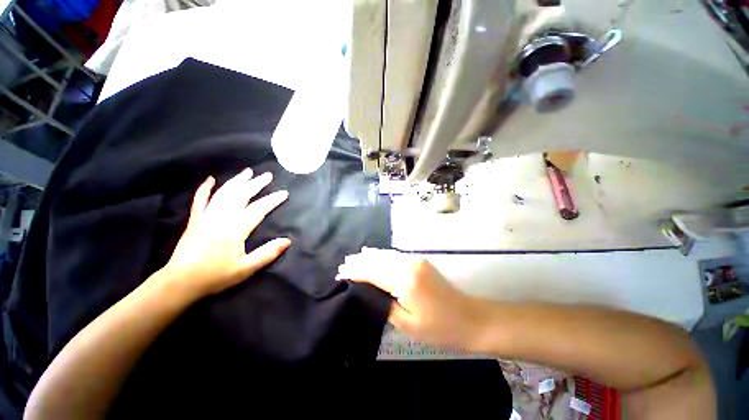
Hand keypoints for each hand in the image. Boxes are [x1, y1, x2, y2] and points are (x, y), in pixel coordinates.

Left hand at [162, 168, 290, 297]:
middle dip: (256, 184)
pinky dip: (205, 188)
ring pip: (223, 193)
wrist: (180, 282)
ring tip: (248, 172)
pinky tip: (211, 179)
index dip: (272, 200)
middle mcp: (220, 218)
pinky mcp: (194, 220)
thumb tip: (288, 240)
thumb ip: (267, 253)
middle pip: (241, 195)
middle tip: (268, 175)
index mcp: (234, 230)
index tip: (284, 193)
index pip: (258, 209)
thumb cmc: (215, 276)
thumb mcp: (246, 269)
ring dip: (237, 181)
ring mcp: (205, 217)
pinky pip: (199, 199)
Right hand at [337, 248, 481, 349]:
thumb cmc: (439, 327)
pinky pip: (396, 256)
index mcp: (405, 282)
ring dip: (369, 256)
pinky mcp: (420, 262)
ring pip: (386, 255)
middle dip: (360, 262)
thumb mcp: (407, 323)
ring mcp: (416, 261)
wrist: (470, 318)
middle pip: (378, 261)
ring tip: (354, 257)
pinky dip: (382, 255)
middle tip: (343, 264)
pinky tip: (375, 254)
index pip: (373, 273)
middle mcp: (409, 266)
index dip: (356, 273)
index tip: (341, 274)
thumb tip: (369, 292)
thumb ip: (385, 305)